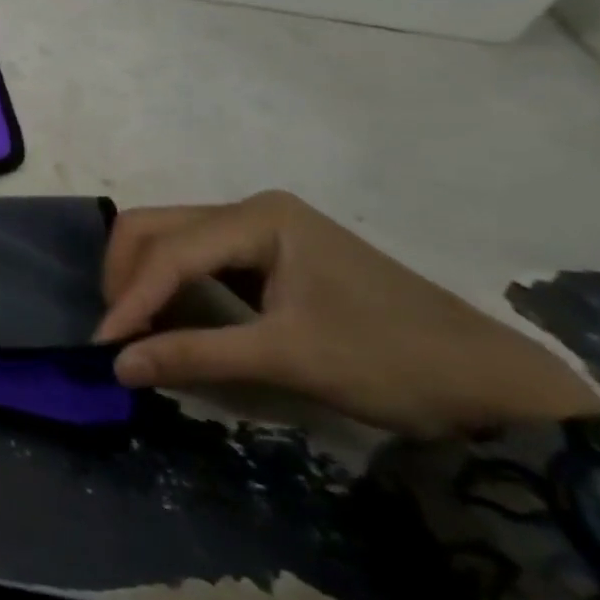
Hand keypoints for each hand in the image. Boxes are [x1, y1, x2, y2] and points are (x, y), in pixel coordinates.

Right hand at [94, 191, 599, 438]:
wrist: (495, 387)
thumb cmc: (392, 361)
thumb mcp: (287, 358)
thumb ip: (194, 355)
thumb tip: (115, 367)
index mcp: (261, 218)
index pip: (171, 251)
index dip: (131, 297)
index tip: (104, 345)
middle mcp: (251, 211)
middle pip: (155, 229)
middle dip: (125, 277)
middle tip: (116, 333)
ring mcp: (258, 230)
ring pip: (167, 239)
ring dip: (140, 280)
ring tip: (132, 329)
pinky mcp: (264, 256)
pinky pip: (192, 258)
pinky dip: (167, 286)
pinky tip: (163, 319)